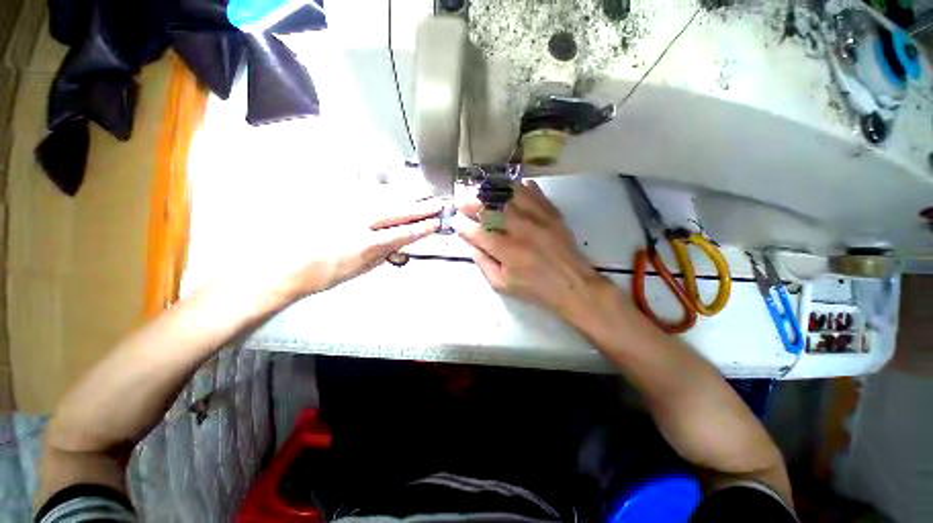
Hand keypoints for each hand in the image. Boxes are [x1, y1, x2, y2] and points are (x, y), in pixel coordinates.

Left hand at [243, 194, 441, 302]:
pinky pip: (362, 191)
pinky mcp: (333, 202)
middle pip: (397, 211)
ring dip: (405, 195)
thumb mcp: (360, 270)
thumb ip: (383, 254)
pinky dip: (381, 189)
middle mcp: (357, 222)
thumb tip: (400, 245)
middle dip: (420, 207)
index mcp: (366, 244)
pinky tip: (390, 186)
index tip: (435, 223)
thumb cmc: (321, 274)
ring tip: (421, 192)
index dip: (422, 228)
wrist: (285, 267)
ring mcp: (344, 209)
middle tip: (436, 203)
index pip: (403, 233)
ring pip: (383, 197)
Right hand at [454, 180, 608, 320]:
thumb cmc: (535, 288)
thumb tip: (472, 245)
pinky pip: (534, 192)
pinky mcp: (551, 213)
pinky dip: (520, 188)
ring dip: (492, 191)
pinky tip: (511, 188)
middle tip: (462, 200)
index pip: (478, 233)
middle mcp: (520, 230)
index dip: (464, 227)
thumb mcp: (503, 285)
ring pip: (510, 195)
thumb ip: (484, 264)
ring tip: (482, 190)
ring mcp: (538, 218)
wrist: (572, 284)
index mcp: (507, 251)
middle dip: (472, 203)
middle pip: (491, 209)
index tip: (457, 223)